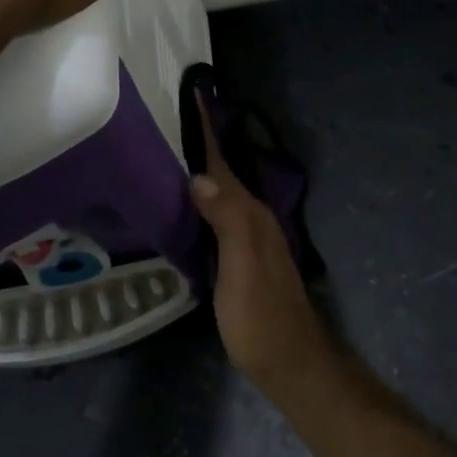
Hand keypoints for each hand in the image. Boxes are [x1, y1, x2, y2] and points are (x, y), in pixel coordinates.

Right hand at [189, 93, 333, 391]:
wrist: (291, 365)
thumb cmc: (262, 318)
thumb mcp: (243, 268)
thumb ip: (226, 220)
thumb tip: (198, 175)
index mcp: (249, 213)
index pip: (222, 161)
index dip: (207, 128)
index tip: (192, 91)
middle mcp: (250, 217)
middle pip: (220, 170)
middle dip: (198, 140)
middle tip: (165, 113)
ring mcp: (246, 238)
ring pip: (218, 190)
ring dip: (198, 166)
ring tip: (166, 147)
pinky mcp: (238, 257)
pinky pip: (215, 212)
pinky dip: (198, 196)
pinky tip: (181, 200)